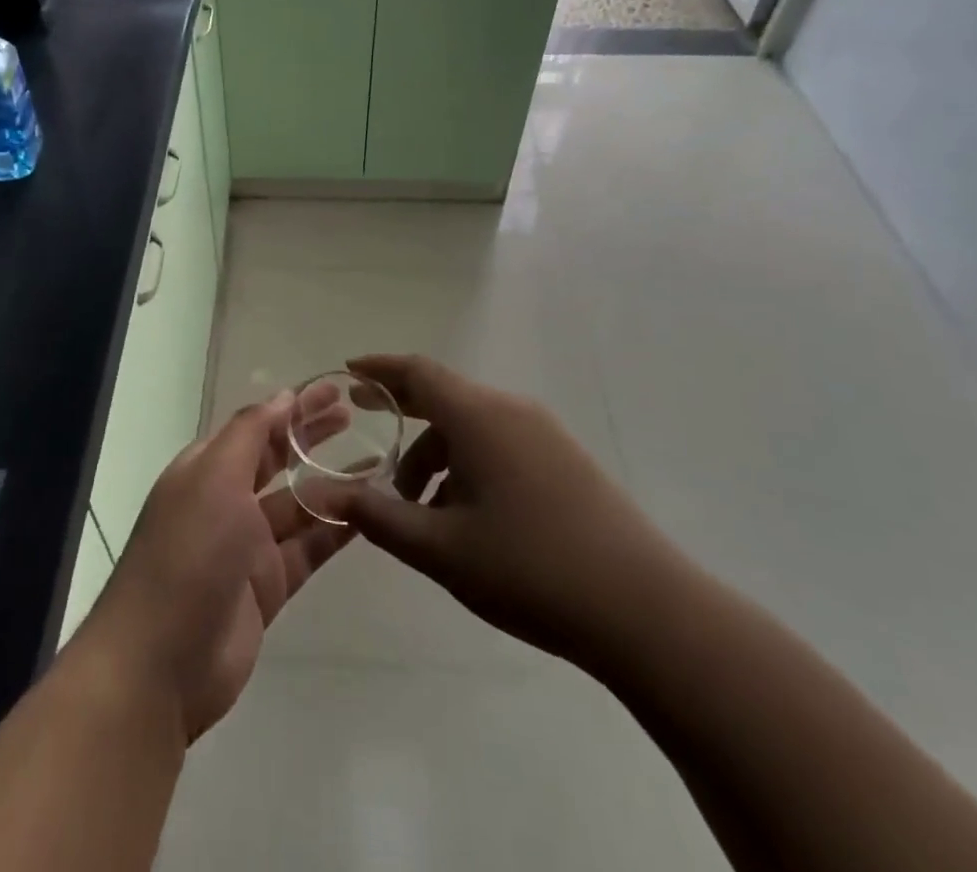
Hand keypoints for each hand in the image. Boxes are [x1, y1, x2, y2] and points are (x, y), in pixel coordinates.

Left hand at [69, 392, 353, 743]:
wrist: (161, 664)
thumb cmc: (187, 552)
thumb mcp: (215, 476)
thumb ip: (251, 433)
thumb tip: (283, 396)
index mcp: (206, 469)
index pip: (256, 426)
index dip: (292, 407)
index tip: (334, 391)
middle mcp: (226, 501)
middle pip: (277, 460)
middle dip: (311, 437)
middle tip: (355, 416)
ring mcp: (247, 547)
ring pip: (298, 505)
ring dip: (333, 484)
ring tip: (377, 462)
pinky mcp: (268, 588)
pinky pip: (308, 549)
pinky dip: (335, 530)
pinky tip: (368, 513)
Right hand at [332, 354, 690, 680]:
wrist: (644, 609)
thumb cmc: (530, 569)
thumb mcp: (441, 549)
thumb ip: (380, 518)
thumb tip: (332, 495)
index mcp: (478, 416)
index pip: (418, 371)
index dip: (380, 369)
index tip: (349, 372)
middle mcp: (511, 410)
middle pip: (445, 398)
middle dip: (404, 414)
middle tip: (370, 431)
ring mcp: (544, 433)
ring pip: (473, 426)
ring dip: (437, 454)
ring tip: (419, 509)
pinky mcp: (566, 459)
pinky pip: (501, 443)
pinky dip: (469, 464)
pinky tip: (467, 516)